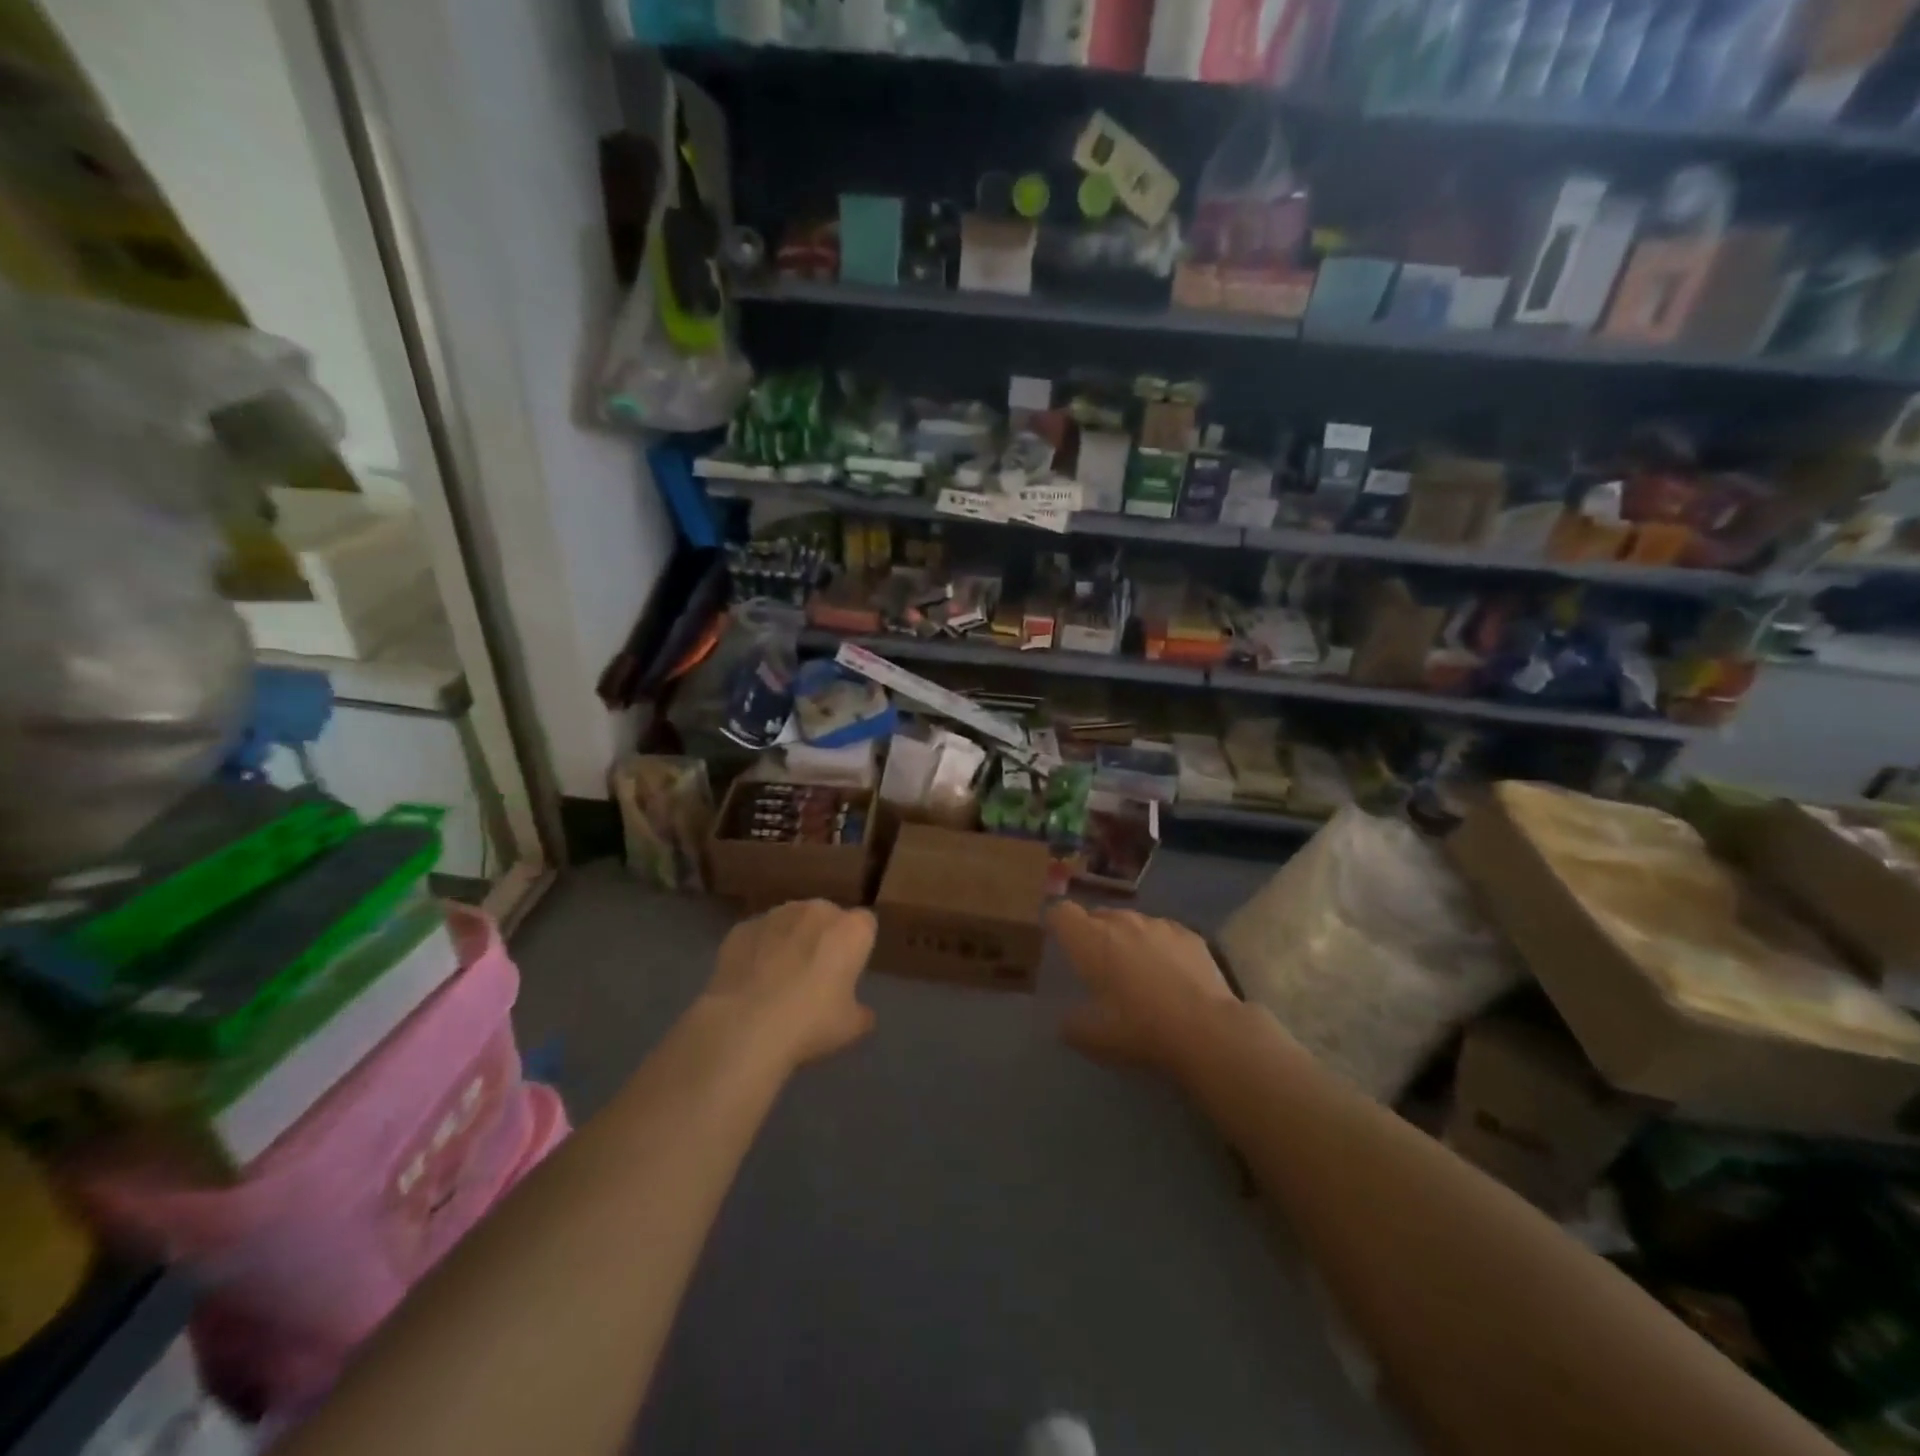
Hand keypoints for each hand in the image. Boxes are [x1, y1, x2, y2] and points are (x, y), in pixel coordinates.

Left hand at [702, 900, 877, 1069]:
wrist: (743, 1027)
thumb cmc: (809, 1024)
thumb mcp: (850, 1028)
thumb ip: (862, 1013)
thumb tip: (863, 1012)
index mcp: (850, 930)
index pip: (866, 923)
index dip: (859, 945)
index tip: (849, 970)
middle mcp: (816, 910)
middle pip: (827, 916)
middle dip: (824, 937)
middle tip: (816, 975)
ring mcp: (775, 915)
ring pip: (791, 921)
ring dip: (791, 940)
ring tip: (778, 978)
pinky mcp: (742, 928)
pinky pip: (759, 935)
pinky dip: (758, 950)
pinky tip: (751, 981)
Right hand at [1048, 903, 1237, 1071]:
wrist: (1206, 1030)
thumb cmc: (1139, 1029)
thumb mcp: (1093, 1039)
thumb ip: (1071, 1024)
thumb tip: (1065, 1020)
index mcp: (1090, 940)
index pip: (1061, 912)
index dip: (1056, 924)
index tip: (1058, 942)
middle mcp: (1121, 921)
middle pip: (1097, 915)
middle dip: (1093, 934)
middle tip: (1098, 966)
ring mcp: (1158, 924)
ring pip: (1132, 922)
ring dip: (1127, 939)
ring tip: (1137, 970)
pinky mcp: (1189, 934)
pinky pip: (1163, 932)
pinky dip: (1159, 946)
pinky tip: (1171, 974)